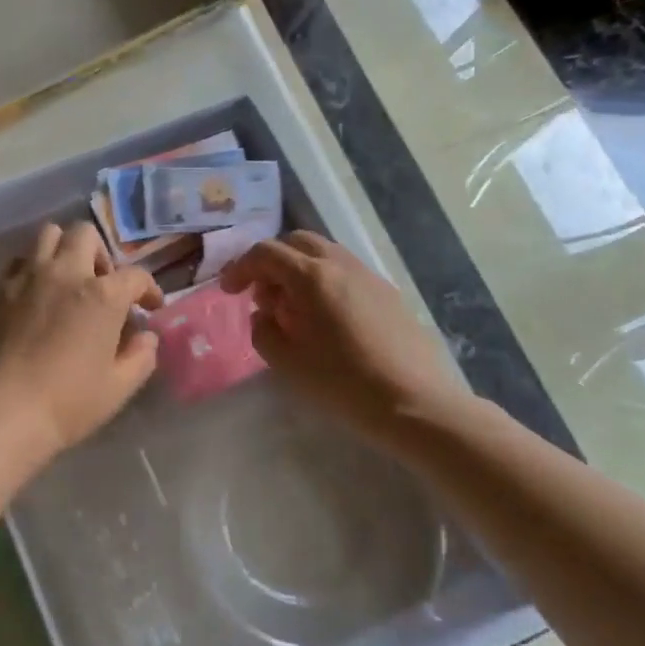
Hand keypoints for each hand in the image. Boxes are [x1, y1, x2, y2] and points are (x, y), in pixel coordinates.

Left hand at [0, 222, 163, 458]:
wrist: (2, 410)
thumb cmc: (68, 402)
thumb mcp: (119, 387)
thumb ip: (140, 356)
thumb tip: (145, 337)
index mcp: (102, 295)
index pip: (135, 276)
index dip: (148, 289)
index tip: (150, 306)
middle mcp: (65, 273)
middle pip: (85, 235)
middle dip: (100, 254)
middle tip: (101, 286)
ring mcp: (27, 277)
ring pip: (48, 235)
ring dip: (64, 250)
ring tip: (67, 281)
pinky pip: (20, 261)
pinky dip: (33, 268)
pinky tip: (35, 296)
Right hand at [219, 232, 471, 437]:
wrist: (415, 403)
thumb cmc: (343, 383)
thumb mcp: (286, 361)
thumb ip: (263, 330)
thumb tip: (265, 314)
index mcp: (311, 276)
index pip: (266, 253)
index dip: (241, 268)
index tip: (229, 291)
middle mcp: (340, 264)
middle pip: (296, 242)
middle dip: (271, 261)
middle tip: (261, 294)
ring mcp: (368, 275)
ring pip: (324, 253)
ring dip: (299, 270)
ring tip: (293, 308)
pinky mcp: (388, 293)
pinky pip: (346, 272)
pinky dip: (324, 281)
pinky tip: (325, 318)